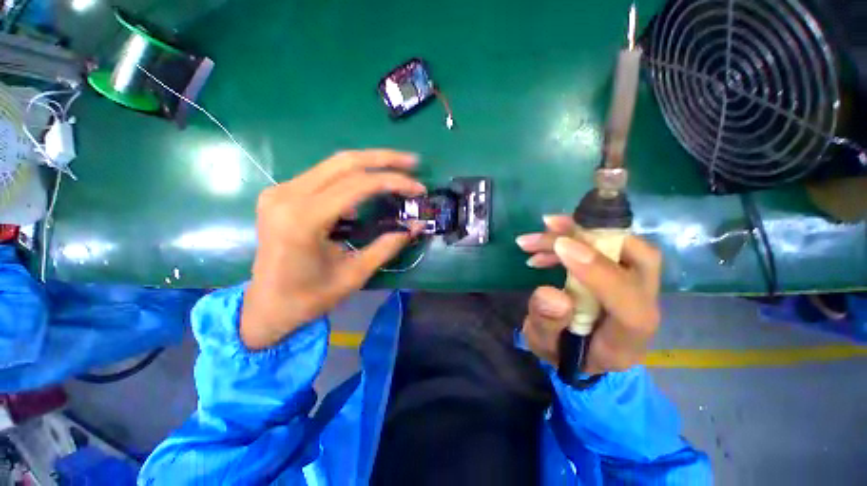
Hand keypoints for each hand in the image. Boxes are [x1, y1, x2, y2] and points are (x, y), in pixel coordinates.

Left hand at [241, 150, 425, 349]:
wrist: (267, 306)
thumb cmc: (310, 297)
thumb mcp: (356, 274)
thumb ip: (388, 246)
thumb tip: (417, 227)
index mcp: (304, 219)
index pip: (358, 185)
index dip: (394, 182)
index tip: (418, 187)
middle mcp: (287, 196)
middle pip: (344, 162)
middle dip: (383, 158)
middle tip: (412, 161)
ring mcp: (280, 191)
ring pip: (333, 164)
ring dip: (369, 164)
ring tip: (397, 171)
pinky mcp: (280, 194)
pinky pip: (323, 176)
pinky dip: (351, 178)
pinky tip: (367, 189)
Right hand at [516, 216, 661, 374]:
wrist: (580, 352)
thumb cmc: (563, 353)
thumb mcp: (545, 346)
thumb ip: (547, 324)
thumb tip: (550, 293)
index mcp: (626, 341)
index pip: (631, 306)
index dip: (598, 272)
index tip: (561, 247)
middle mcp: (641, 308)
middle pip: (641, 260)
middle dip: (593, 236)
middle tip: (550, 226)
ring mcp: (635, 287)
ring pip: (620, 245)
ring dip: (575, 234)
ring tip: (534, 238)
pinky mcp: (619, 273)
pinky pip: (604, 245)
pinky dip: (572, 238)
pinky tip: (542, 248)